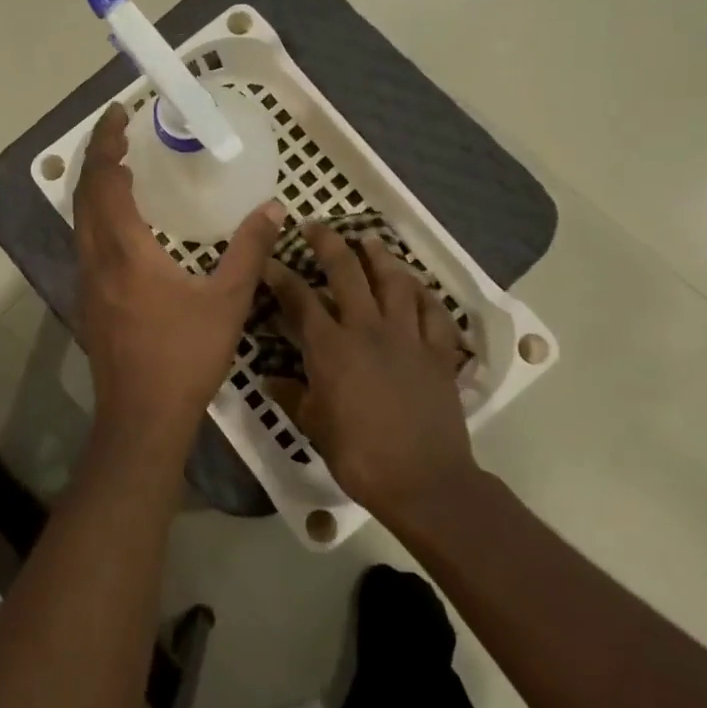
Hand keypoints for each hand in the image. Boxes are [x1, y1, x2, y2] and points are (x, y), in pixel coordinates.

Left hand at [73, 105, 283, 453]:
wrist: (142, 418)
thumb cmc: (184, 356)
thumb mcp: (228, 300)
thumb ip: (250, 250)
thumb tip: (274, 209)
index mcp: (124, 249)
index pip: (106, 180)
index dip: (108, 143)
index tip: (118, 114)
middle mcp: (95, 258)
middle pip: (84, 194)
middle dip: (98, 157)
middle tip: (119, 132)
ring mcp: (85, 282)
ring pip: (80, 220)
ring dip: (94, 187)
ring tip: (121, 168)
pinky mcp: (87, 302)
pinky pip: (85, 242)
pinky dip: (97, 216)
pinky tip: (123, 225)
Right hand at [264, 225, 480, 523]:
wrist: (424, 481)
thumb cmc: (360, 456)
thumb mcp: (315, 427)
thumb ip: (292, 395)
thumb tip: (269, 378)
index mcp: (331, 347)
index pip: (299, 299)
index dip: (280, 275)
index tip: (268, 260)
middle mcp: (368, 329)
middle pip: (347, 272)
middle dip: (328, 243)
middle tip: (315, 226)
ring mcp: (407, 337)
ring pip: (394, 281)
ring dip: (380, 256)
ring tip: (370, 241)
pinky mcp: (438, 352)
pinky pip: (434, 313)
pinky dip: (425, 295)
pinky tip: (417, 287)